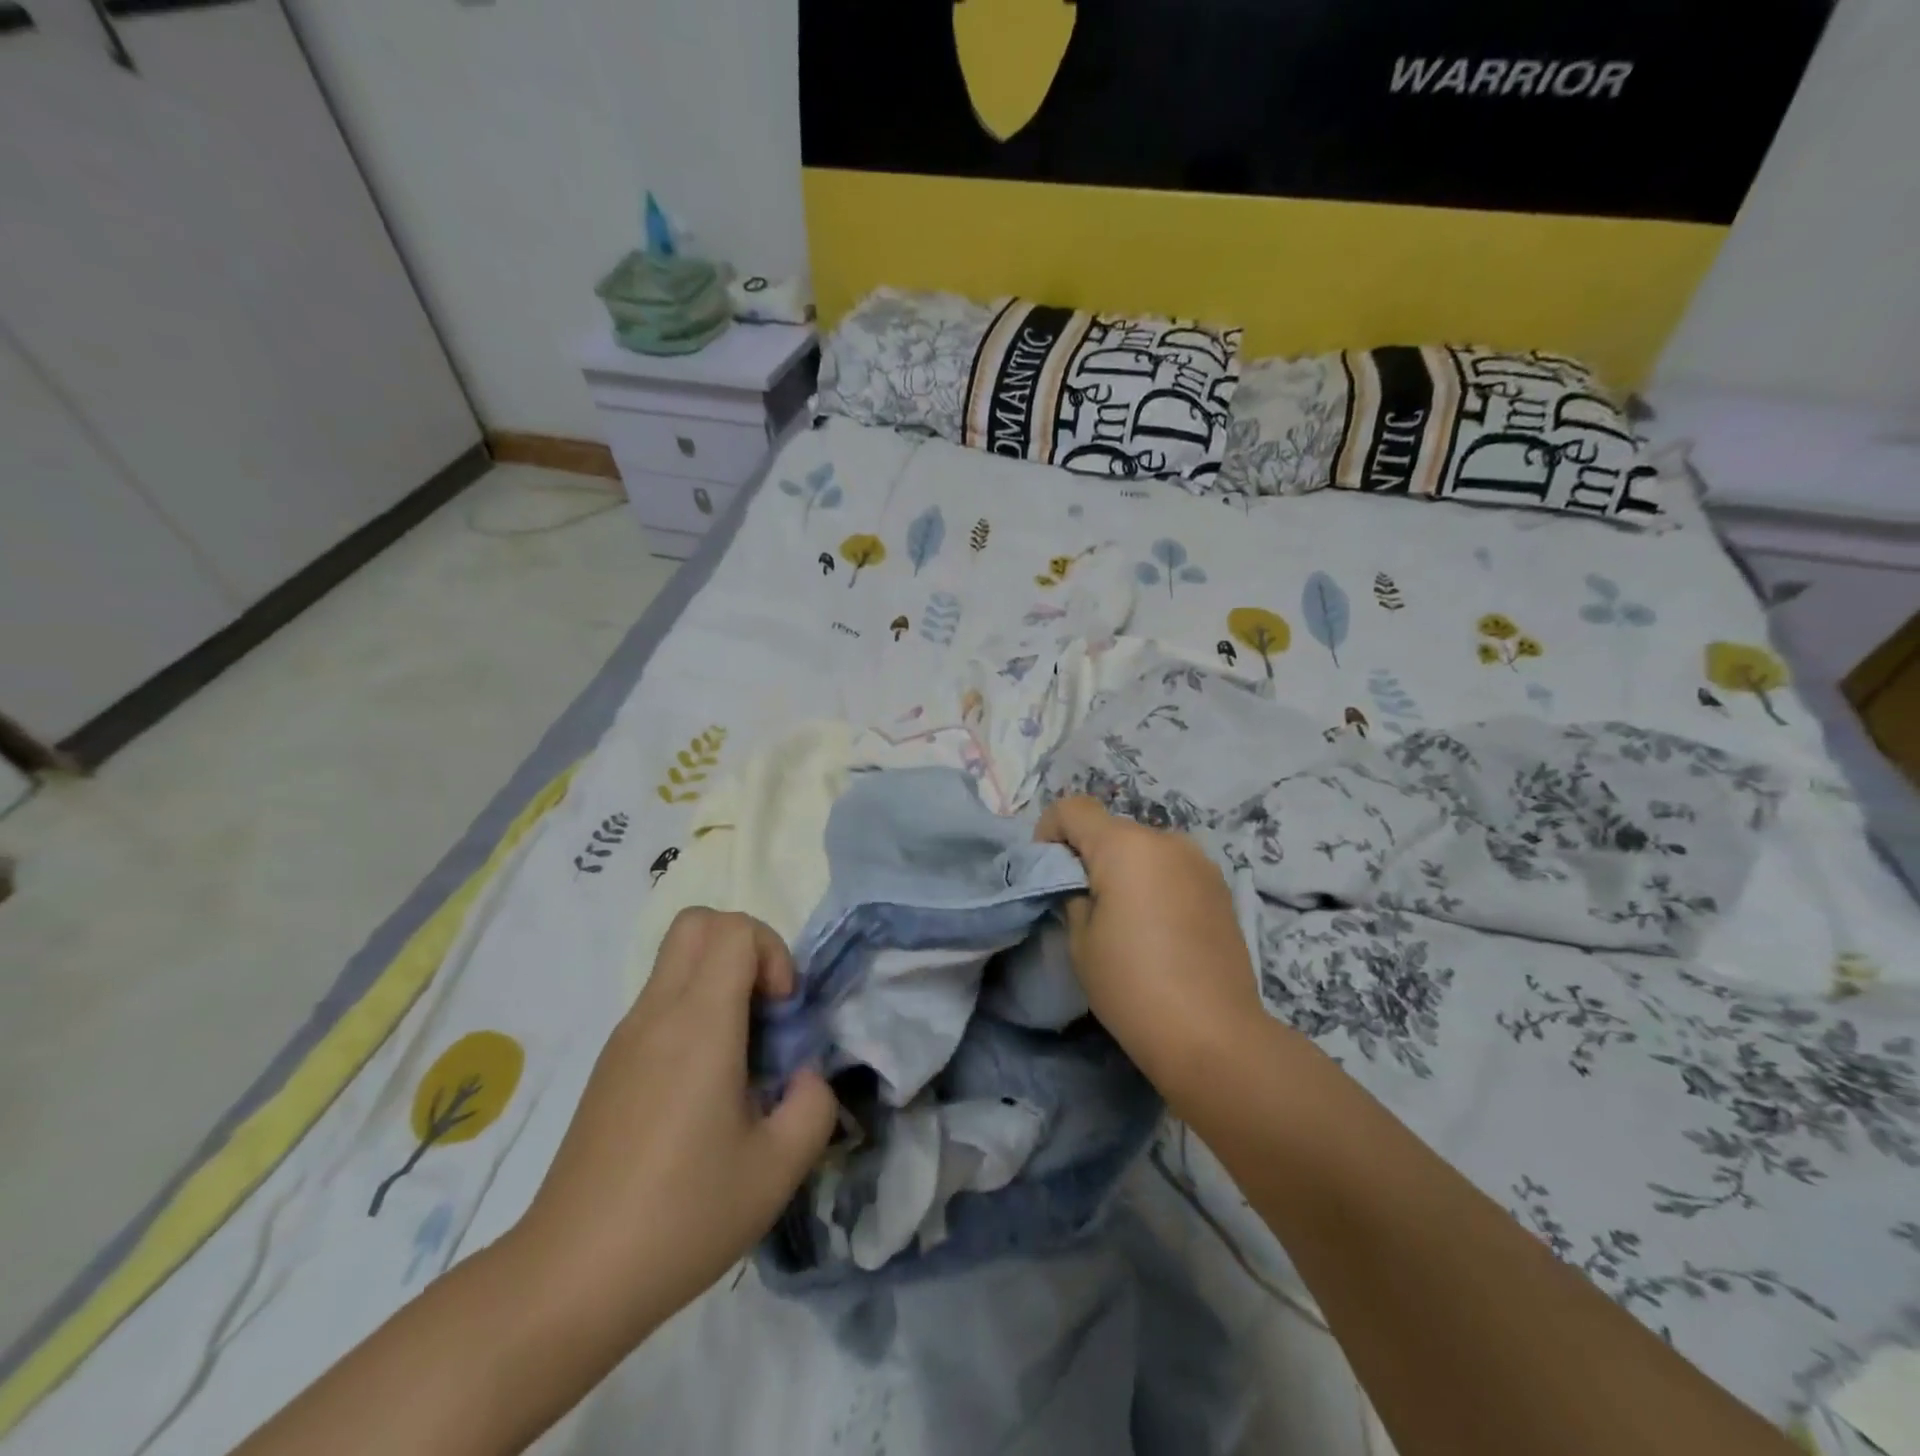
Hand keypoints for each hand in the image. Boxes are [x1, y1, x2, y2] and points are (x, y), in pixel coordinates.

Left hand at [513, 909, 836, 1344]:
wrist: (568, 1279)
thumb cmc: (681, 1217)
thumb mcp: (778, 1169)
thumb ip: (814, 1105)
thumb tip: (804, 1076)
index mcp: (698, 1025)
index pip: (734, 929)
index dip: (773, 953)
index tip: (782, 1013)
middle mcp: (657, 1013)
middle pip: (697, 921)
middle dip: (745, 947)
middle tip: (765, 1009)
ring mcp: (626, 1036)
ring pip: (676, 959)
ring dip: (720, 980)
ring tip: (741, 1056)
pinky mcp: (610, 1064)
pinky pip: (661, 1000)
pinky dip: (695, 1011)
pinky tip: (704, 1088)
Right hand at [1038, 796, 1265, 1106]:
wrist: (1214, 1036)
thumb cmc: (1132, 986)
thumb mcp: (1080, 940)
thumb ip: (1072, 894)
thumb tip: (1080, 883)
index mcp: (1125, 845)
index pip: (1072, 808)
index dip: (1049, 832)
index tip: (1049, 874)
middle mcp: (1165, 839)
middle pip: (1110, 828)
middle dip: (1088, 855)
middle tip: (1083, 904)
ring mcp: (1199, 861)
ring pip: (1143, 848)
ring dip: (1124, 869)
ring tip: (1125, 920)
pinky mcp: (1220, 887)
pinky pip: (1171, 868)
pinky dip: (1153, 882)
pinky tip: (1158, 929)